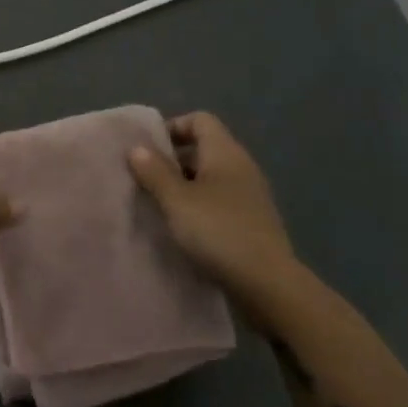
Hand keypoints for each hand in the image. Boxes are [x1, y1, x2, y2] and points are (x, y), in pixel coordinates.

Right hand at [127, 112, 308, 330]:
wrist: (269, 286)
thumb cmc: (219, 231)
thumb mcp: (177, 200)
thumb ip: (154, 171)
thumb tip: (137, 147)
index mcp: (225, 152)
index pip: (200, 120)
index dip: (173, 127)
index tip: (149, 150)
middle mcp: (241, 167)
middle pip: (204, 148)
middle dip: (174, 160)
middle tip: (147, 179)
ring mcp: (251, 196)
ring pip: (211, 178)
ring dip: (185, 187)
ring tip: (161, 206)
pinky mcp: (254, 223)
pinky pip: (221, 203)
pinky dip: (201, 208)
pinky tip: (185, 229)